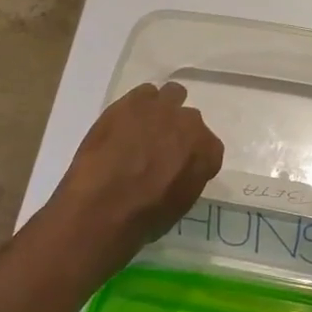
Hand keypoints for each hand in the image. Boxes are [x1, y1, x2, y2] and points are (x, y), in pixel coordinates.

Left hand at [50, 81, 223, 261]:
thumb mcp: (180, 204)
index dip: (192, 156)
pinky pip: (144, 93)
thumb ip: (188, 177)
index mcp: (208, 152)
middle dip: (177, 132)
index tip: (178, 166)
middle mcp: (191, 124)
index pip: (208, 147)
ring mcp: (162, 109)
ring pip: (172, 95)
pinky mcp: (132, 102)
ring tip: (144, 127)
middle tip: (158, 149)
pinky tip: (125, 122)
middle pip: (190, 119)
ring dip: (162, 109)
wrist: (103, 207)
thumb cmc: (144, 218)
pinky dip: (138, 105)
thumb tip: (178, 170)